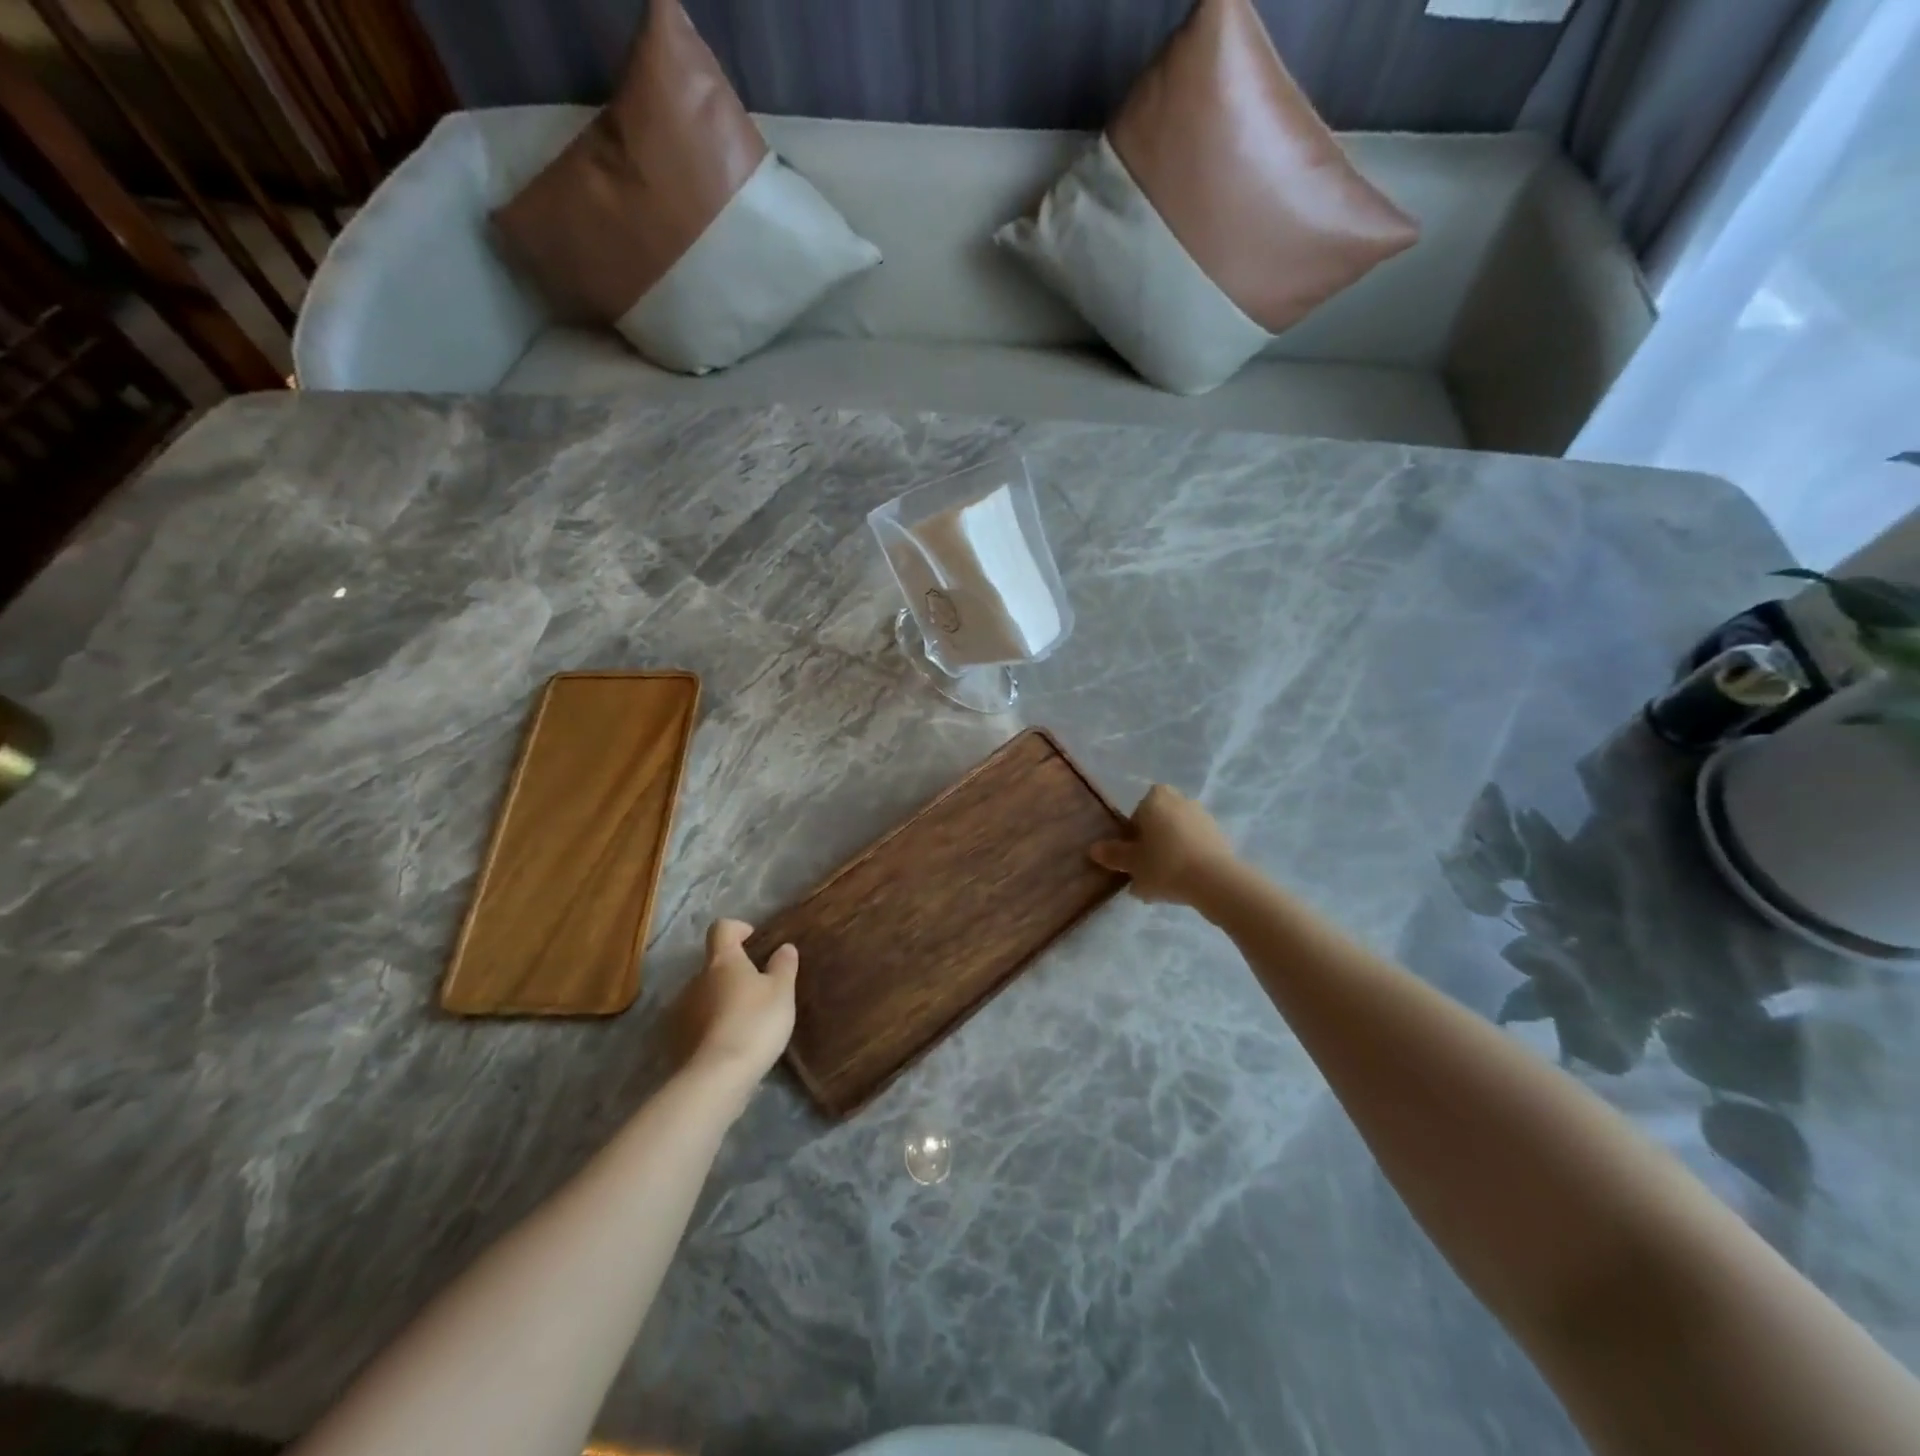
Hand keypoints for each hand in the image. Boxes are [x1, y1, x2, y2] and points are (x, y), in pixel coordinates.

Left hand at [674, 920, 797, 1091]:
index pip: (721, 928)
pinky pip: (696, 1024)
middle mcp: (695, 980)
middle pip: (713, 965)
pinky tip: (729, 1044)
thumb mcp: (782, 992)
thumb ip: (783, 966)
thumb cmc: (755, 1023)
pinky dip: (710, 1027)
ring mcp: (681, 1011)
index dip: (737, 928)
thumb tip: (784, 947)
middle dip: (732, 973)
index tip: (753, 939)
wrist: (717, 1077)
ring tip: (744, 1022)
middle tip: (757, 990)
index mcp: (722, 961)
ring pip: (703, 995)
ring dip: (720, 1001)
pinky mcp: (675, 1041)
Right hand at [1090, 784, 1239, 906]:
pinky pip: (1195, 846)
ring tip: (1164, 882)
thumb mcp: (1132, 863)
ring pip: (1178, 834)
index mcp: (1156, 799)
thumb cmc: (1165, 864)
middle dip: (1153, 841)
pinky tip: (1183, 883)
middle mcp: (1180, 800)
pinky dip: (1188, 859)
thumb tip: (1094, 849)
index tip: (1133, 853)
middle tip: (1146, 868)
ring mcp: (1203, 817)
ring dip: (1171, 851)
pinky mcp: (1220, 836)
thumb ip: (1113, 854)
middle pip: (1159, 821)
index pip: (1138, 811)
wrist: (1215, 881)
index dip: (1133, 832)